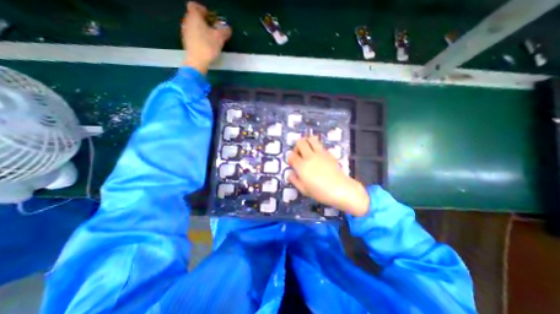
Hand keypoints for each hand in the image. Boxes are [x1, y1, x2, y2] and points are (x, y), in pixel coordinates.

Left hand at [181, 1, 230, 73]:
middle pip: (194, 16)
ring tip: (211, 38)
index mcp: (194, 16)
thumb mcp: (220, 38)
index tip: (212, 19)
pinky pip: (193, 34)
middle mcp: (187, 21)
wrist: (197, 62)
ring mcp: (185, 31)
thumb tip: (228, 29)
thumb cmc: (208, 47)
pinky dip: (199, 36)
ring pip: (194, 26)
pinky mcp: (186, 41)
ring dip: (202, 29)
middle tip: (214, 29)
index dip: (203, 10)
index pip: (195, 6)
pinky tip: (206, 45)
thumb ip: (225, 31)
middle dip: (204, 21)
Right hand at [286, 137, 370, 216]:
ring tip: (307, 151)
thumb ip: (294, 180)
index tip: (292, 163)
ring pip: (311, 139)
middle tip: (299, 154)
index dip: (290, 158)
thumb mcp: (304, 190)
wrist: (341, 189)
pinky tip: (318, 156)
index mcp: (302, 166)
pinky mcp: (328, 153)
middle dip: (297, 146)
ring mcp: (320, 153)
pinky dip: (316, 147)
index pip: (292, 155)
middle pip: (300, 142)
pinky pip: (320, 145)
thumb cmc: (320, 192)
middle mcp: (310, 156)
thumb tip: (290, 173)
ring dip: (307, 142)